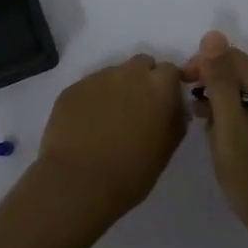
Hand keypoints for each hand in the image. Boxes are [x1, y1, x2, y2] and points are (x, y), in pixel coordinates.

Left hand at [36, 54, 187, 224]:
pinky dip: (92, 100)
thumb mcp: (168, 147)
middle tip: (137, 108)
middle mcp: (130, 73)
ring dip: (116, 89)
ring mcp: (98, 78)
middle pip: (141, 64)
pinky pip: (89, 87)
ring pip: (114, 75)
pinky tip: (86, 125)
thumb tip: (174, 107)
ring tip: (108, 119)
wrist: (80, 182)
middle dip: (143, 80)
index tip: (164, 104)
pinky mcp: (73, 88)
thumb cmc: (133, 171)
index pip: (170, 71)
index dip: (168, 86)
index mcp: (160, 86)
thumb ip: (175, 118)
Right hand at [182, 31, 247, 245]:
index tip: (180, 87)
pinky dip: (235, 118)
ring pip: (246, 94)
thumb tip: (212, 36)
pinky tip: (223, 139)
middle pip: (241, 74)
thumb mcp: (230, 128)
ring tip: (204, 127)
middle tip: (191, 113)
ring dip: (222, 103)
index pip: (232, 58)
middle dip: (211, 85)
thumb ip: (220, 82)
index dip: (202, 65)